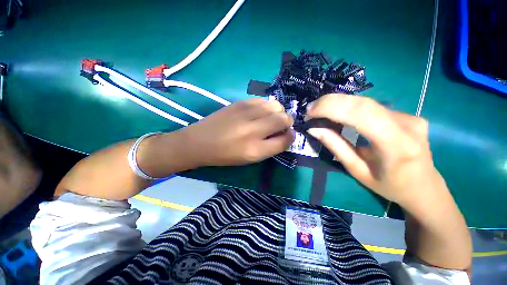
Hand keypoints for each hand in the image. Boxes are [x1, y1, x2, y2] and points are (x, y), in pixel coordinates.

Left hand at [179, 98, 294, 165]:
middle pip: (284, 119)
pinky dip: (266, 106)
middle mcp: (253, 130)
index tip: (288, 135)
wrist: (200, 141)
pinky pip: (263, 100)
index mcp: (255, 150)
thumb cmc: (226, 155)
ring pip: (276, 105)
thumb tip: (285, 133)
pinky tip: (259, 112)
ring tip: (270, 118)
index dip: (290, 137)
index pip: (285, 140)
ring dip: (278, 112)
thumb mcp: (250, 158)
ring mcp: (246, 113)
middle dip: (287, 122)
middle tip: (280, 125)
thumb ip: (270, 147)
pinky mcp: (239, 103)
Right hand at [305, 94, 447, 207]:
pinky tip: (339, 113)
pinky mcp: (407, 114)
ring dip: (339, 103)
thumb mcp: (357, 171)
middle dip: (331, 102)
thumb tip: (314, 129)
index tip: (309, 112)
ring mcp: (410, 116)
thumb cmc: (390, 186)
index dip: (331, 107)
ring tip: (320, 110)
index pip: (361, 114)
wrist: (425, 188)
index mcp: (396, 144)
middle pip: (363, 103)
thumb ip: (336, 147)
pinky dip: (351, 107)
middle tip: (310, 109)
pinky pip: (373, 107)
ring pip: (367, 102)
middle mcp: (407, 124)